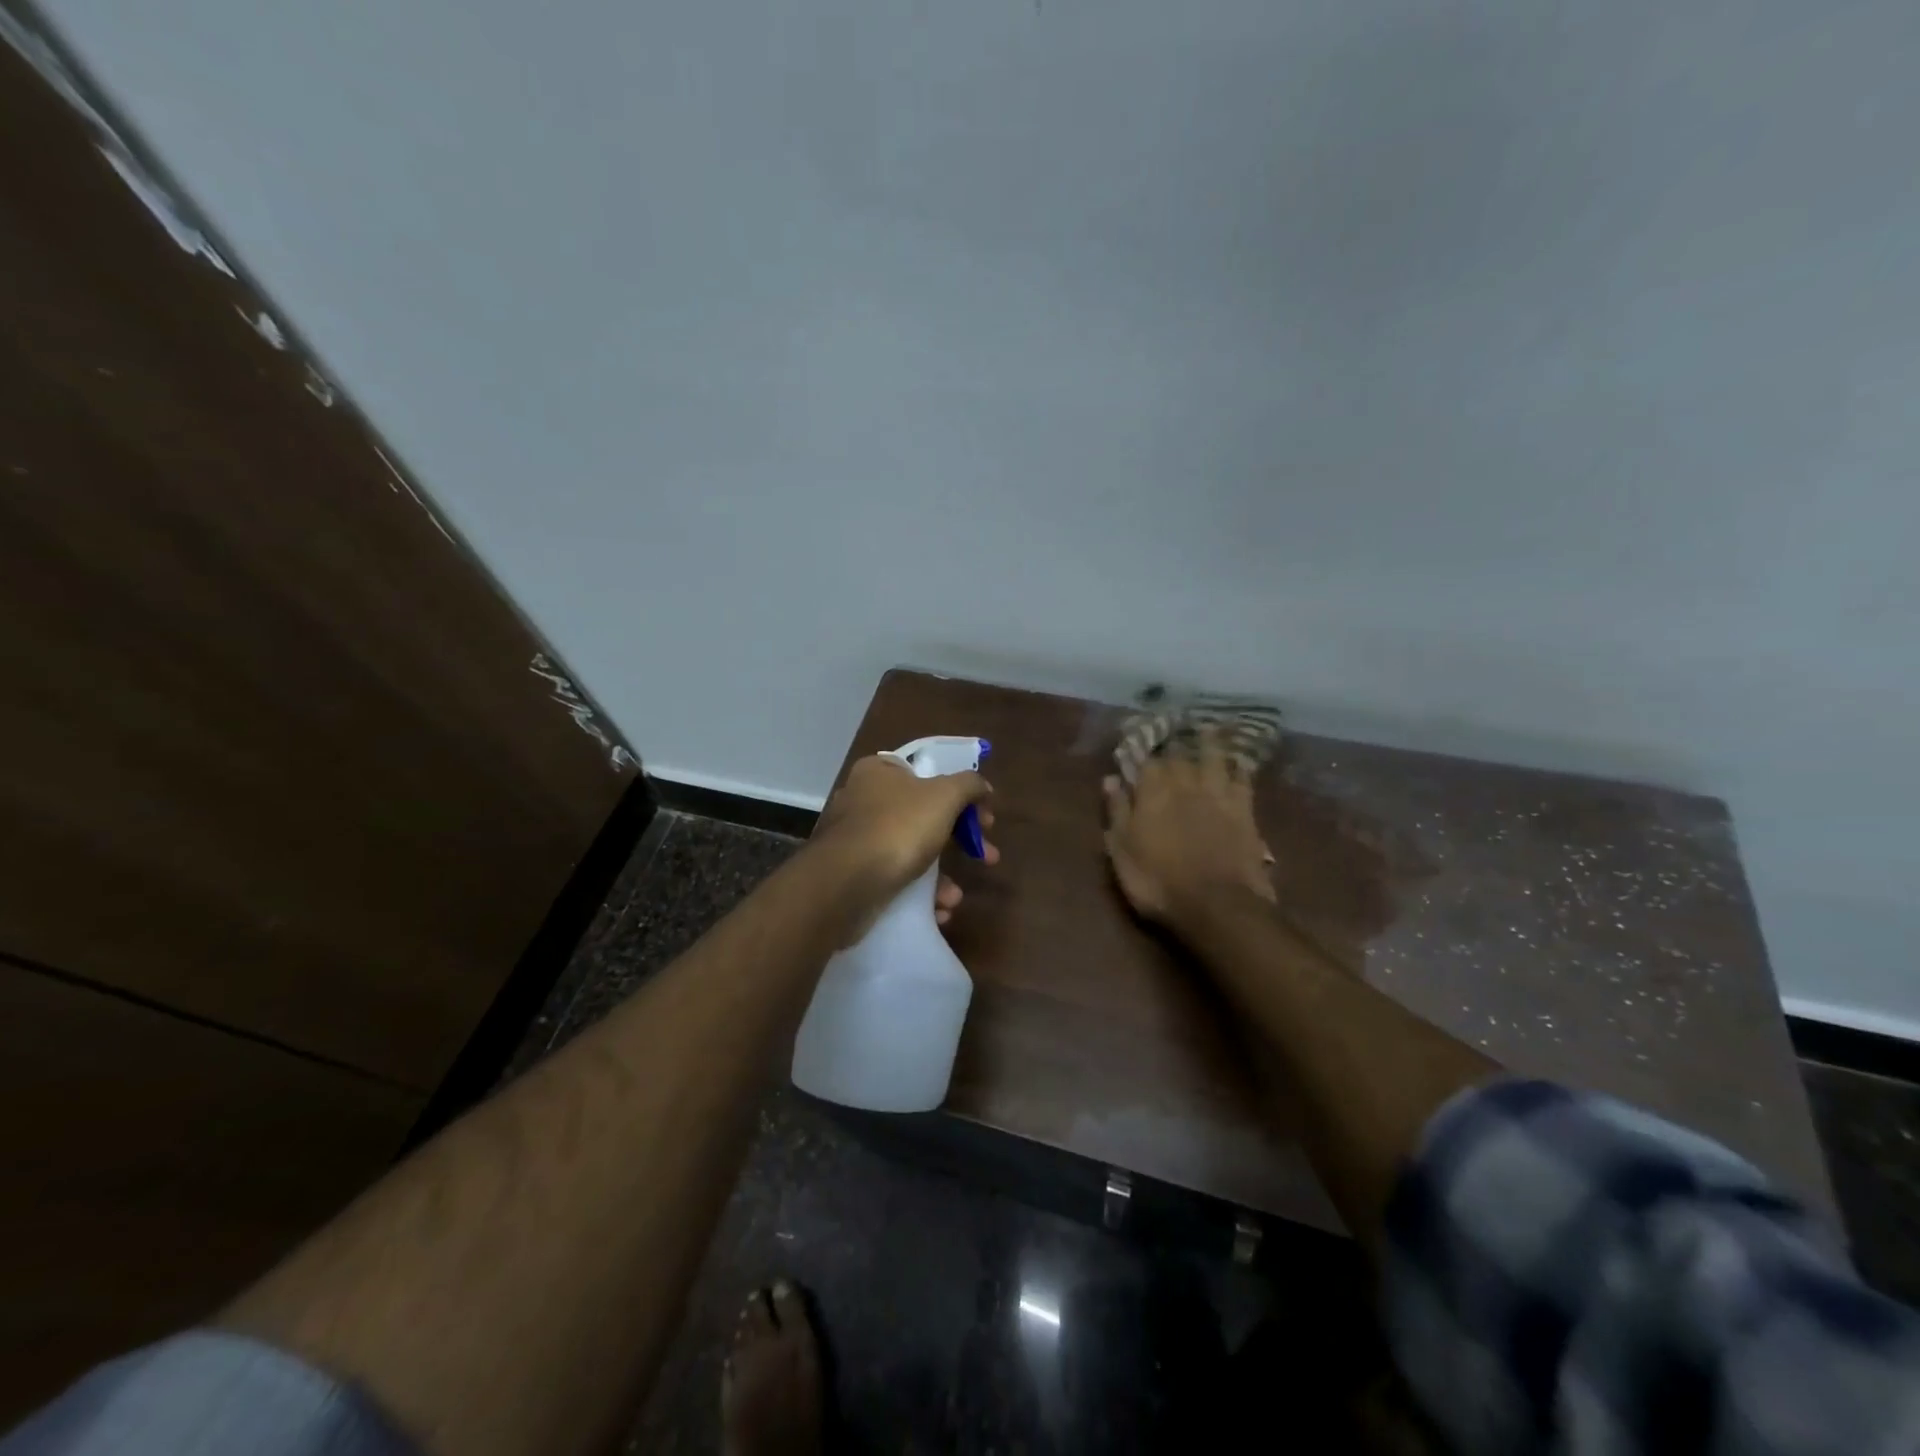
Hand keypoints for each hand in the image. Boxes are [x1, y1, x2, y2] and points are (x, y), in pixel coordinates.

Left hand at [812, 754, 997, 937]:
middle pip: (924, 815)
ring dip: (940, 876)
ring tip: (954, 897)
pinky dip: (918, 895)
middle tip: (986, 857)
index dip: (961, 794)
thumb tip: (983, 787)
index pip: (927, 773)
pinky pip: (894, 879)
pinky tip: (936, 910)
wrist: (844, 885)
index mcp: (879, 771)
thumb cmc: (897, 828)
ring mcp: (855, 839)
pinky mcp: (852, 875)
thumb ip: (969, 785)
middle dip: (959, 841)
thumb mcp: (944, 796)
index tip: (983, 819)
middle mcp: (863, 800)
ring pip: (910, 852)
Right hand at [1103, 734, 1273, 929]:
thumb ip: (1116, 812)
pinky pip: (1243, 779)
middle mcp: (1185, 784)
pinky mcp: (1244, 810)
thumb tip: (1110, 779)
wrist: (1216, 905)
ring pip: (1213, 757)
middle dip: (1172, 741)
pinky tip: (1239, 760)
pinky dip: (1239, 766)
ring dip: (1209, 741)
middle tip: (1171, 728)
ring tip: (1206, 727)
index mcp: (1152, 793)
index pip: (1144, 761)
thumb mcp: (1122, 851)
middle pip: (1178, 755)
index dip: (1140, 749)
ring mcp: (1217, 795)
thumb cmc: (1158, 882)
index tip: (1135, 740)